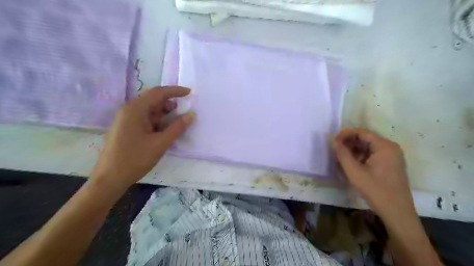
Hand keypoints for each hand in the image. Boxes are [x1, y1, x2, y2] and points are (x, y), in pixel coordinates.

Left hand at [90, 86, 194, 192]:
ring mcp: (127, 119)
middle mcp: (130, 110)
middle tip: (184, 112)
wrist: (110, 178)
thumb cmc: (135, 159)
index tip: (190, 93)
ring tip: (176, 124)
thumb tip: (191, 115)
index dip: (175, 91)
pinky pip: (146, 119)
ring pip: (150, 110)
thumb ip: (177, 127)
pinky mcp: (127, 128)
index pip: (158, 92)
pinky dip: (158, 121)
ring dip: (164, 114)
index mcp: (135, 109)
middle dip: (170, 104)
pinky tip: (164, 131)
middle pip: (153, 100)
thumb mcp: (160, 143)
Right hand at [333, 128, 415, 218]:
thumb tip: (333, 140)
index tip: (333, 141)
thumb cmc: (375, 190)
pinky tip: (351, 164)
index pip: (361, 132)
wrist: (396, 212)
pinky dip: (360, 157)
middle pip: (365, 139)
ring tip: (341, 158)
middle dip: (348, 143)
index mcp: (384, 146)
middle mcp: (390, 147)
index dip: (345, 134)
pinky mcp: (390, 164)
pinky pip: (372, 155)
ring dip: (353, 150)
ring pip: (367, 147)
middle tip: (335, 150)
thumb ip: (342, 154)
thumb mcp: (354, 171)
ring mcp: (391, 156)